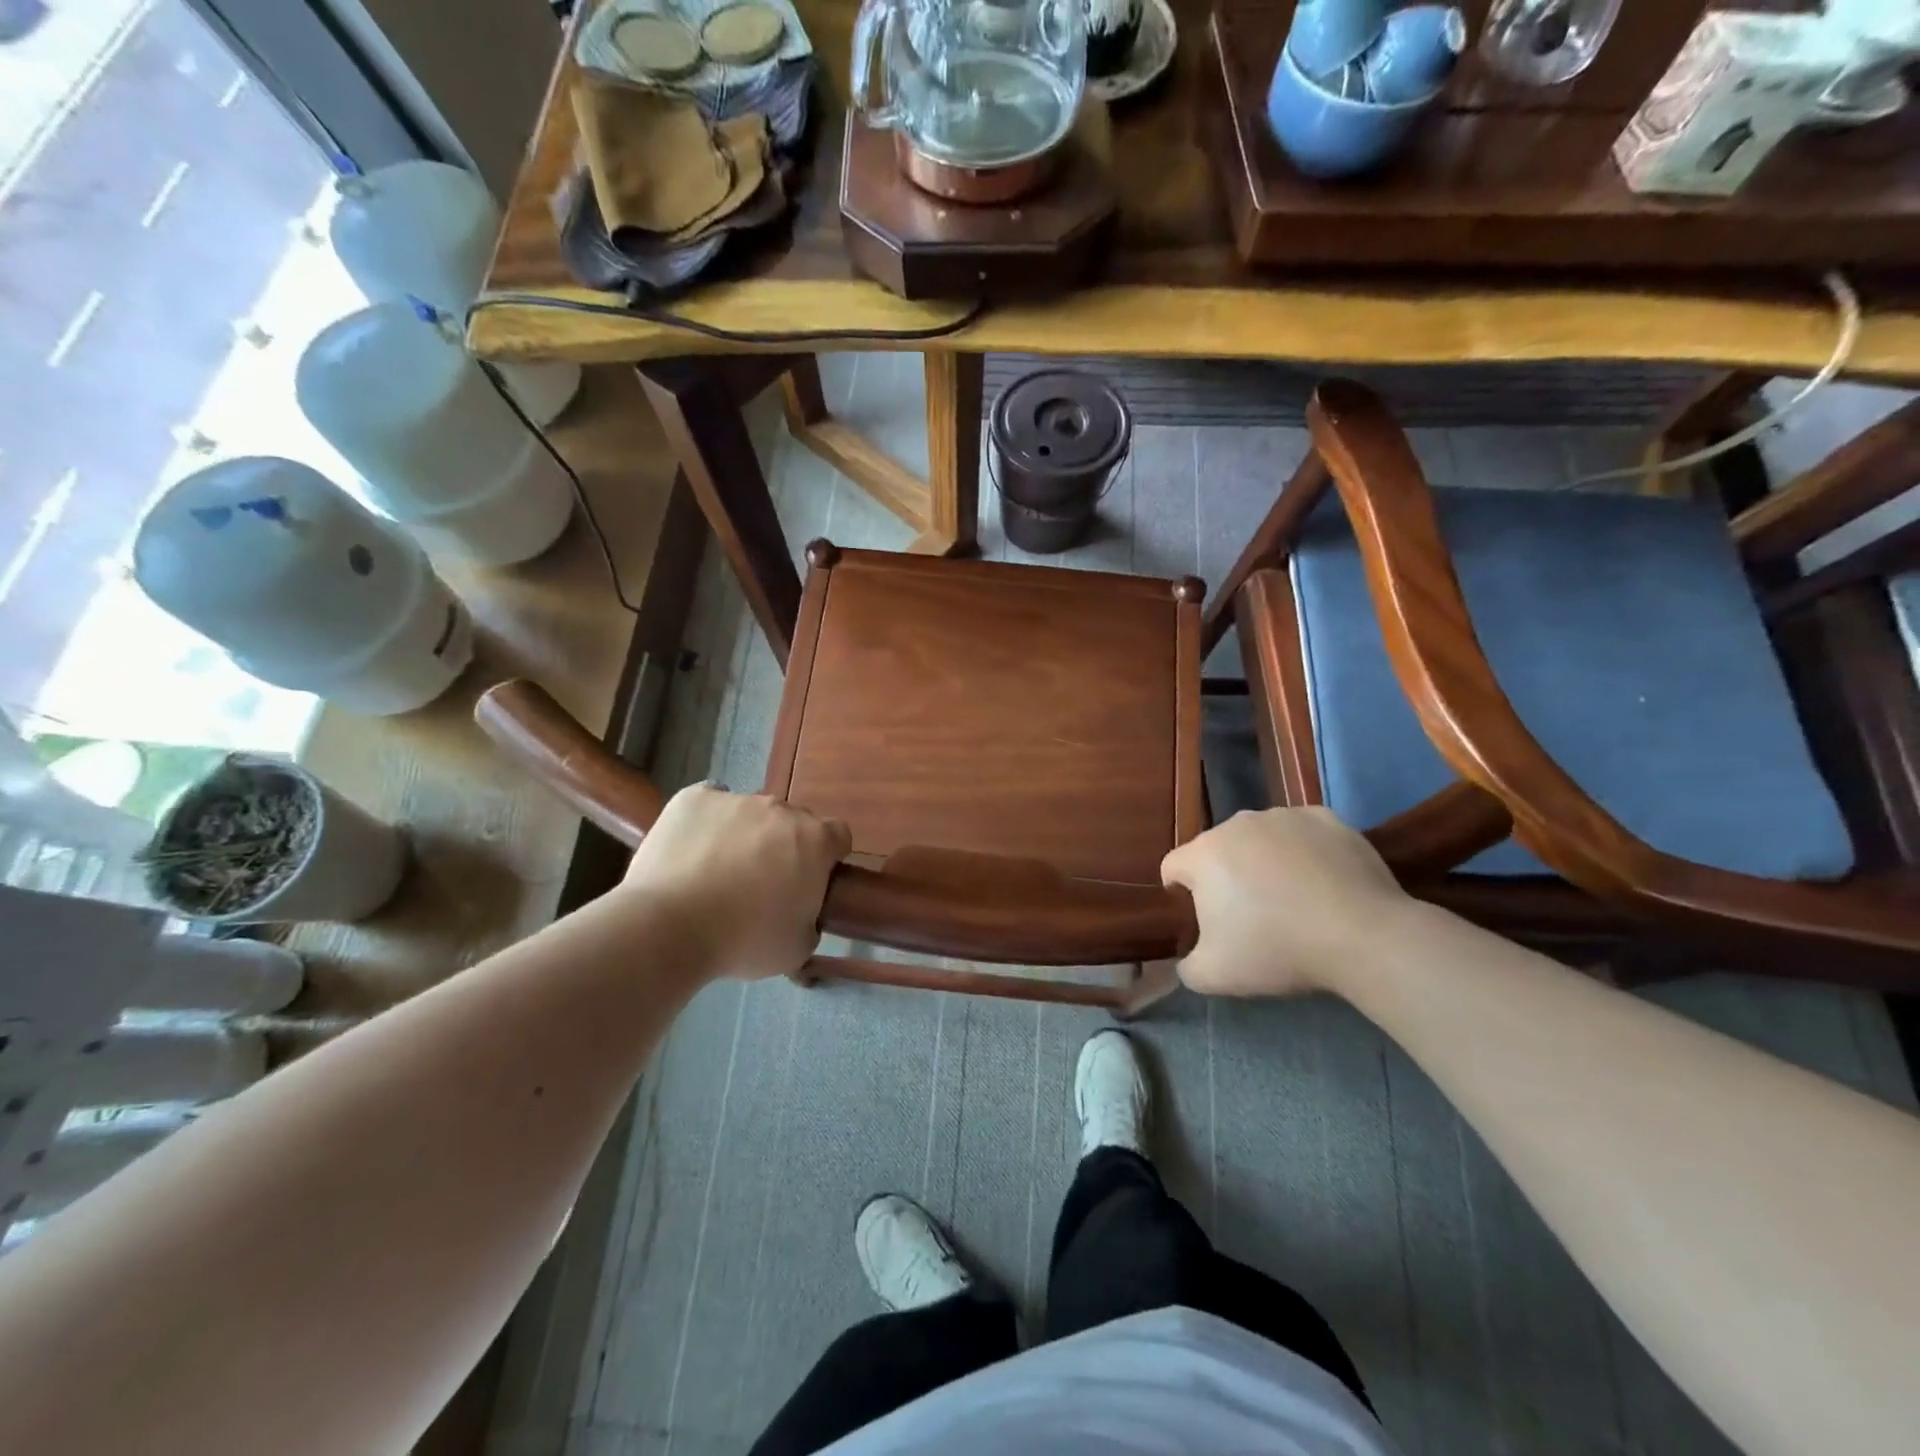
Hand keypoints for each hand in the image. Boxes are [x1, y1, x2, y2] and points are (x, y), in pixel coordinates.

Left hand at [618, 784, 850, 980]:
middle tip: (762, 884)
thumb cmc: (744, 940)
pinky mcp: (694, 798)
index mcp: (815, 841)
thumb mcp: (796, 948)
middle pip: (792, 822)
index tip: (810, 881)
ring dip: (744, 835)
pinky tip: (692, 851)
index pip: (838, 836)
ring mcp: (736, 799)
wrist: (669, 927)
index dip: (827, 858)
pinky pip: (709, 803)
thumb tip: (802, 914)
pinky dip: (706, 822)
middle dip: (784, 846)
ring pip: (749, 813)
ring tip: (716, 872)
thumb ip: (810, 921)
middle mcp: (781, 809)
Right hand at [1161, 807, 1409, 996]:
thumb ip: (1187, 966)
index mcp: (1203, 854)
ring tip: (1292, 899)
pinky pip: (1301, 834)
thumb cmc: (1278, 950)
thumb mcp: (1215, 976)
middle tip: (1251, 916)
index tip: (1206, 922)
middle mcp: (1237, 823)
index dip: (1181, 896)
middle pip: (1217, 851)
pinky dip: (1304, 853)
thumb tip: (1188, 959)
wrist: (1363, 936)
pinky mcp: (1325, 818)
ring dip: (1263, 862)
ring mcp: (1284, 816)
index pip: (1173, 868)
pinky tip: (1322, 883)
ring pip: (1259, 839)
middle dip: (1225, 878)